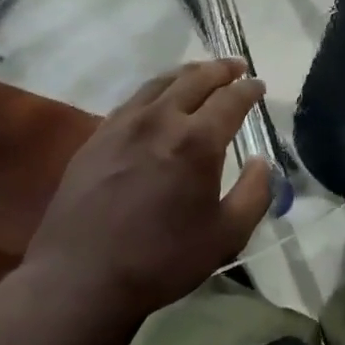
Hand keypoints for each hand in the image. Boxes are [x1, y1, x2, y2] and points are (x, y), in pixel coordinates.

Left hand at [22, 60, 270, 327]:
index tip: (258, 85)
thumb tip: (263, 162)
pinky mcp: (97, 137)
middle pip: (196, 79)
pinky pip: (133, 100)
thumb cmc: (162, 259)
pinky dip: (156, 90)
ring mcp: (123, 124)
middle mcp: (161, 119)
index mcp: (197, 141)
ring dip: (187, 73)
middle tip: (235, 67)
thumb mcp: (226, 236)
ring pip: (161, 83)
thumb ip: (254, 194)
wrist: (81, 277)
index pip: (231, 99)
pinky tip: (158, 100)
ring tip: (201, 73)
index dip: (249, 90)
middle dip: (221, 69)